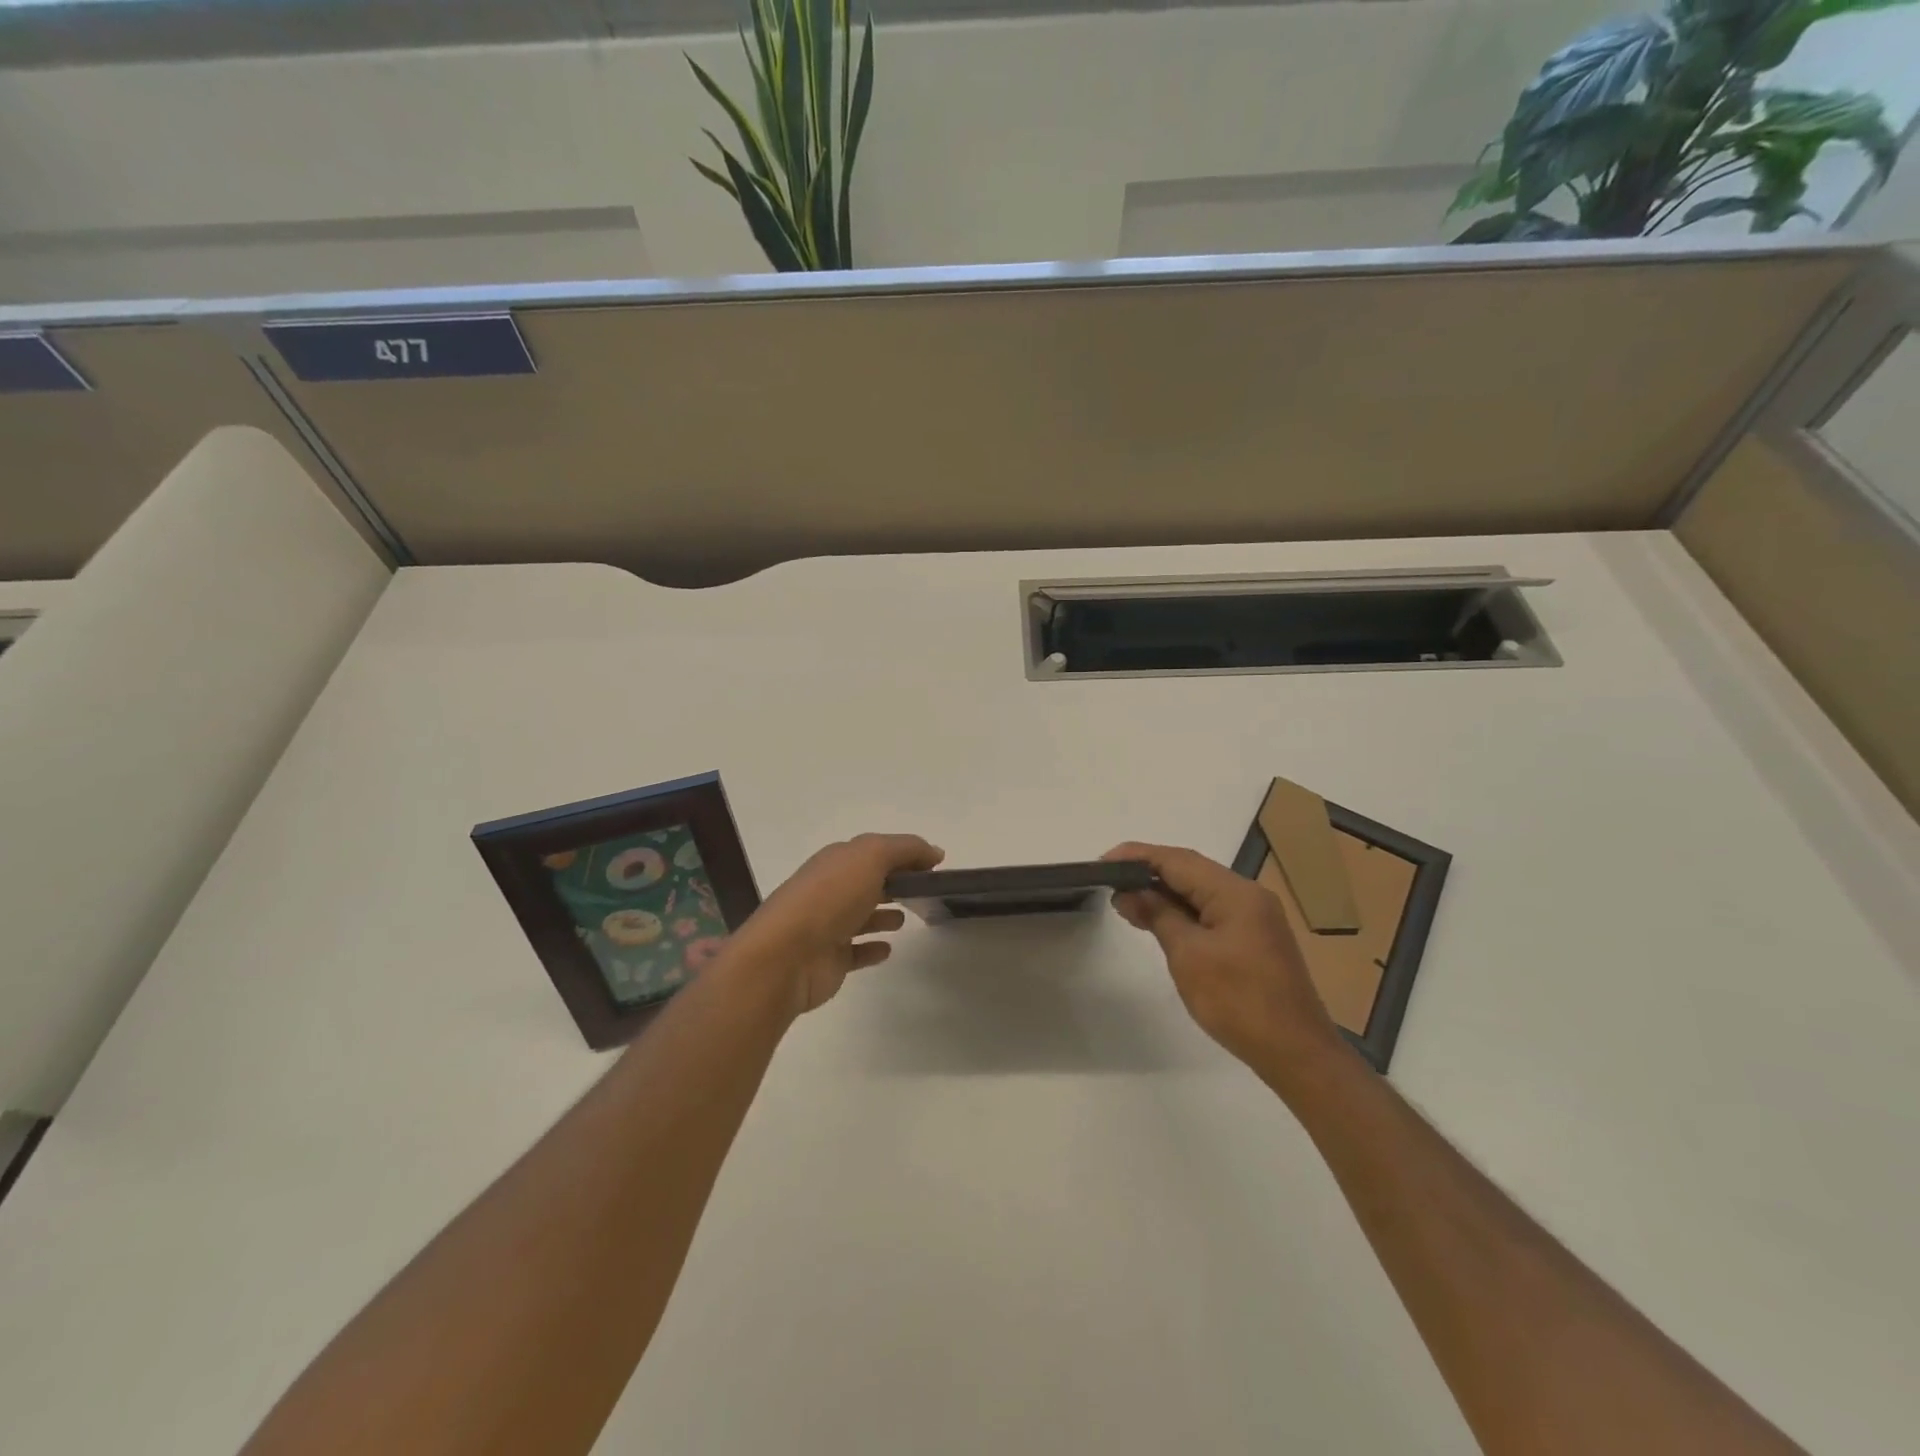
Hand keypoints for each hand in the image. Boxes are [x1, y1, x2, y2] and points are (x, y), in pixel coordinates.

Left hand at [728, 833, 943, 1017]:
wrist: (786, 956)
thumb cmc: (830, 898)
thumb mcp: (870, 857)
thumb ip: (904, 849)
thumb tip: (934, 852)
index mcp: (837, 861)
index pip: (875, 850)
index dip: (904, 854)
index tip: (935, 865)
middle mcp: (831, 889)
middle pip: (867, 881)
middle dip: (894, 881)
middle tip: (926, 890)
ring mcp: (828, 926)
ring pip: (861, 915)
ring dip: (883, 914)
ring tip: (907, 918)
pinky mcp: (830, 959)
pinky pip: (856, 951)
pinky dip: (872, 948)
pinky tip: (888, 949)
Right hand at [1104, 842, 1348, 1088]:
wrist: (1296, 1053)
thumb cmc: (1239, 1002)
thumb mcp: (1189, 956)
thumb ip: (1158, 915)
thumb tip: (1129, 892)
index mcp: (1235, 892)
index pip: (1178, 860)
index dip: (1138, 856)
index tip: (1103, 861)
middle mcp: (1248, 895)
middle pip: (1191, 870)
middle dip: (1149, 872)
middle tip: (1109, 881)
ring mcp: (1255, 917)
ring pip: (1201, 891)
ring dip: (1165, 893)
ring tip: (1126, 901)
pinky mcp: (1254, 938)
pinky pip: (1212, 911)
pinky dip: (1183, 912)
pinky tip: (1160, 921)